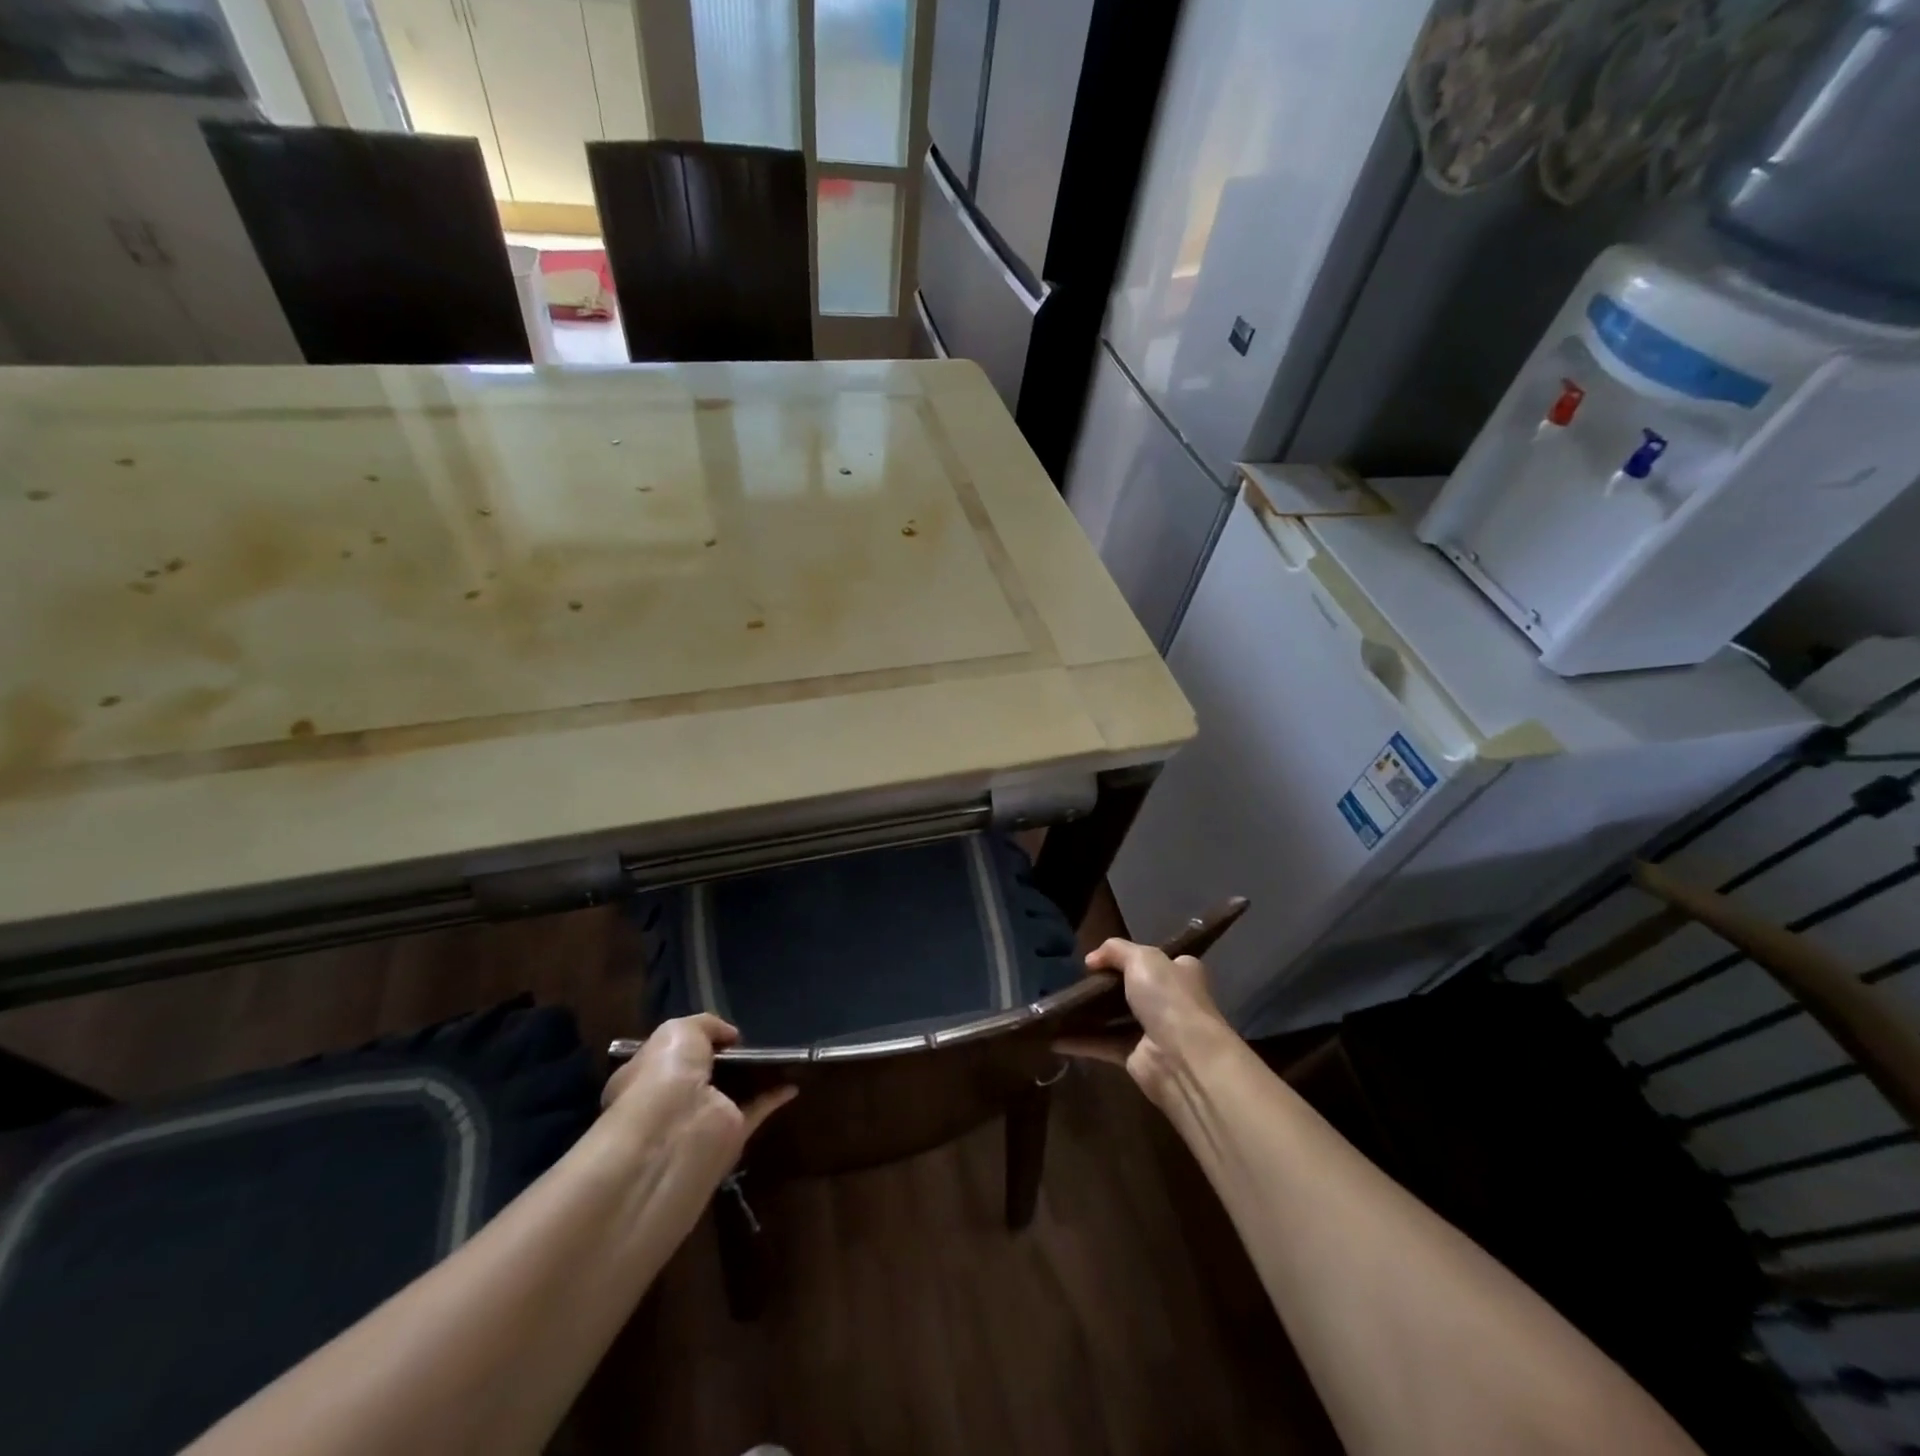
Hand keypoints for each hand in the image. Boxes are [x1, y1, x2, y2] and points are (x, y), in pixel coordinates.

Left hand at [595, 1014, 794, 1237]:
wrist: (674, 1129)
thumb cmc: (663, 1073)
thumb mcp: (679, 1030)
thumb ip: (706, 1025)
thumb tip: (731, 1035)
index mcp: (645, 1075)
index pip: (666, 1056)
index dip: (689, 1041)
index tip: (716, 1030)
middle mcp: (671, 1099)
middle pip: (702, 1074)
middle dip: (724, 1059)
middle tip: (751, 1038)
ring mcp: (702, 1117)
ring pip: (731, 1092)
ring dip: (752, 1076)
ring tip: (778, 1052)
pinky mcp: (731, 1134)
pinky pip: (757, 1110)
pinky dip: (775, 1097)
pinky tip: (793, 1084)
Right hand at [1056, 939, 1238, 1108]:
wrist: (1183, 1058)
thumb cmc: (1168, 998)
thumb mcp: (1142, 958)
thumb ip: (1115, 950)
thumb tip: (1091, 959)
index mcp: (1181, 972)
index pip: (1157, 959)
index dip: (1131, 956)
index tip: (1100, 957)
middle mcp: (1170, 1001)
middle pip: (1132, 988)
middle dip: (1105, 986)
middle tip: (1074, 979)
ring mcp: (1153, 1031)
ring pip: (1115, 1018)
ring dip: (1090, 1014)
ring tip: (1059, 1003)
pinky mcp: (1136, 1057)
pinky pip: (1103, 1044)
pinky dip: (1081, 1041)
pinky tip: (1054, 1035)